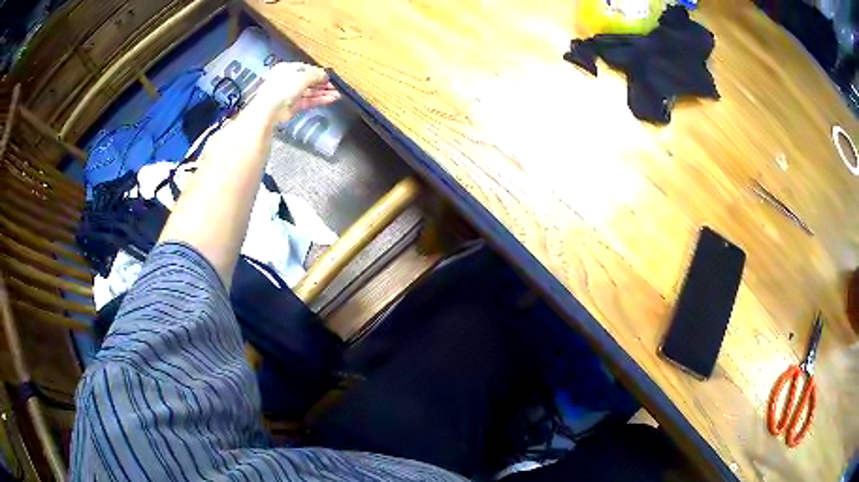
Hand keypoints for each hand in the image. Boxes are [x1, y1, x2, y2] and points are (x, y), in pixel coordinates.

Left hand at [250, 62, 340, 122]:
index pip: (306, 68)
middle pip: (309, 81)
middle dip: (322, 84)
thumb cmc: (284, 87)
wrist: (270, 109)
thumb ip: (316, 75)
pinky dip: (319, 100)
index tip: (329, 76)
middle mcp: (288, 80)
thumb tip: (326, 75)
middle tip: (335, 87)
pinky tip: (330, 100)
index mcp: (287, 68)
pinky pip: (308, 101)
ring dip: (323, 93)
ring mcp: (290, 94)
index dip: (318, 72)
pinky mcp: (292, 106)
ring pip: (310, 92)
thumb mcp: (303, 76)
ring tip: (337, 95)